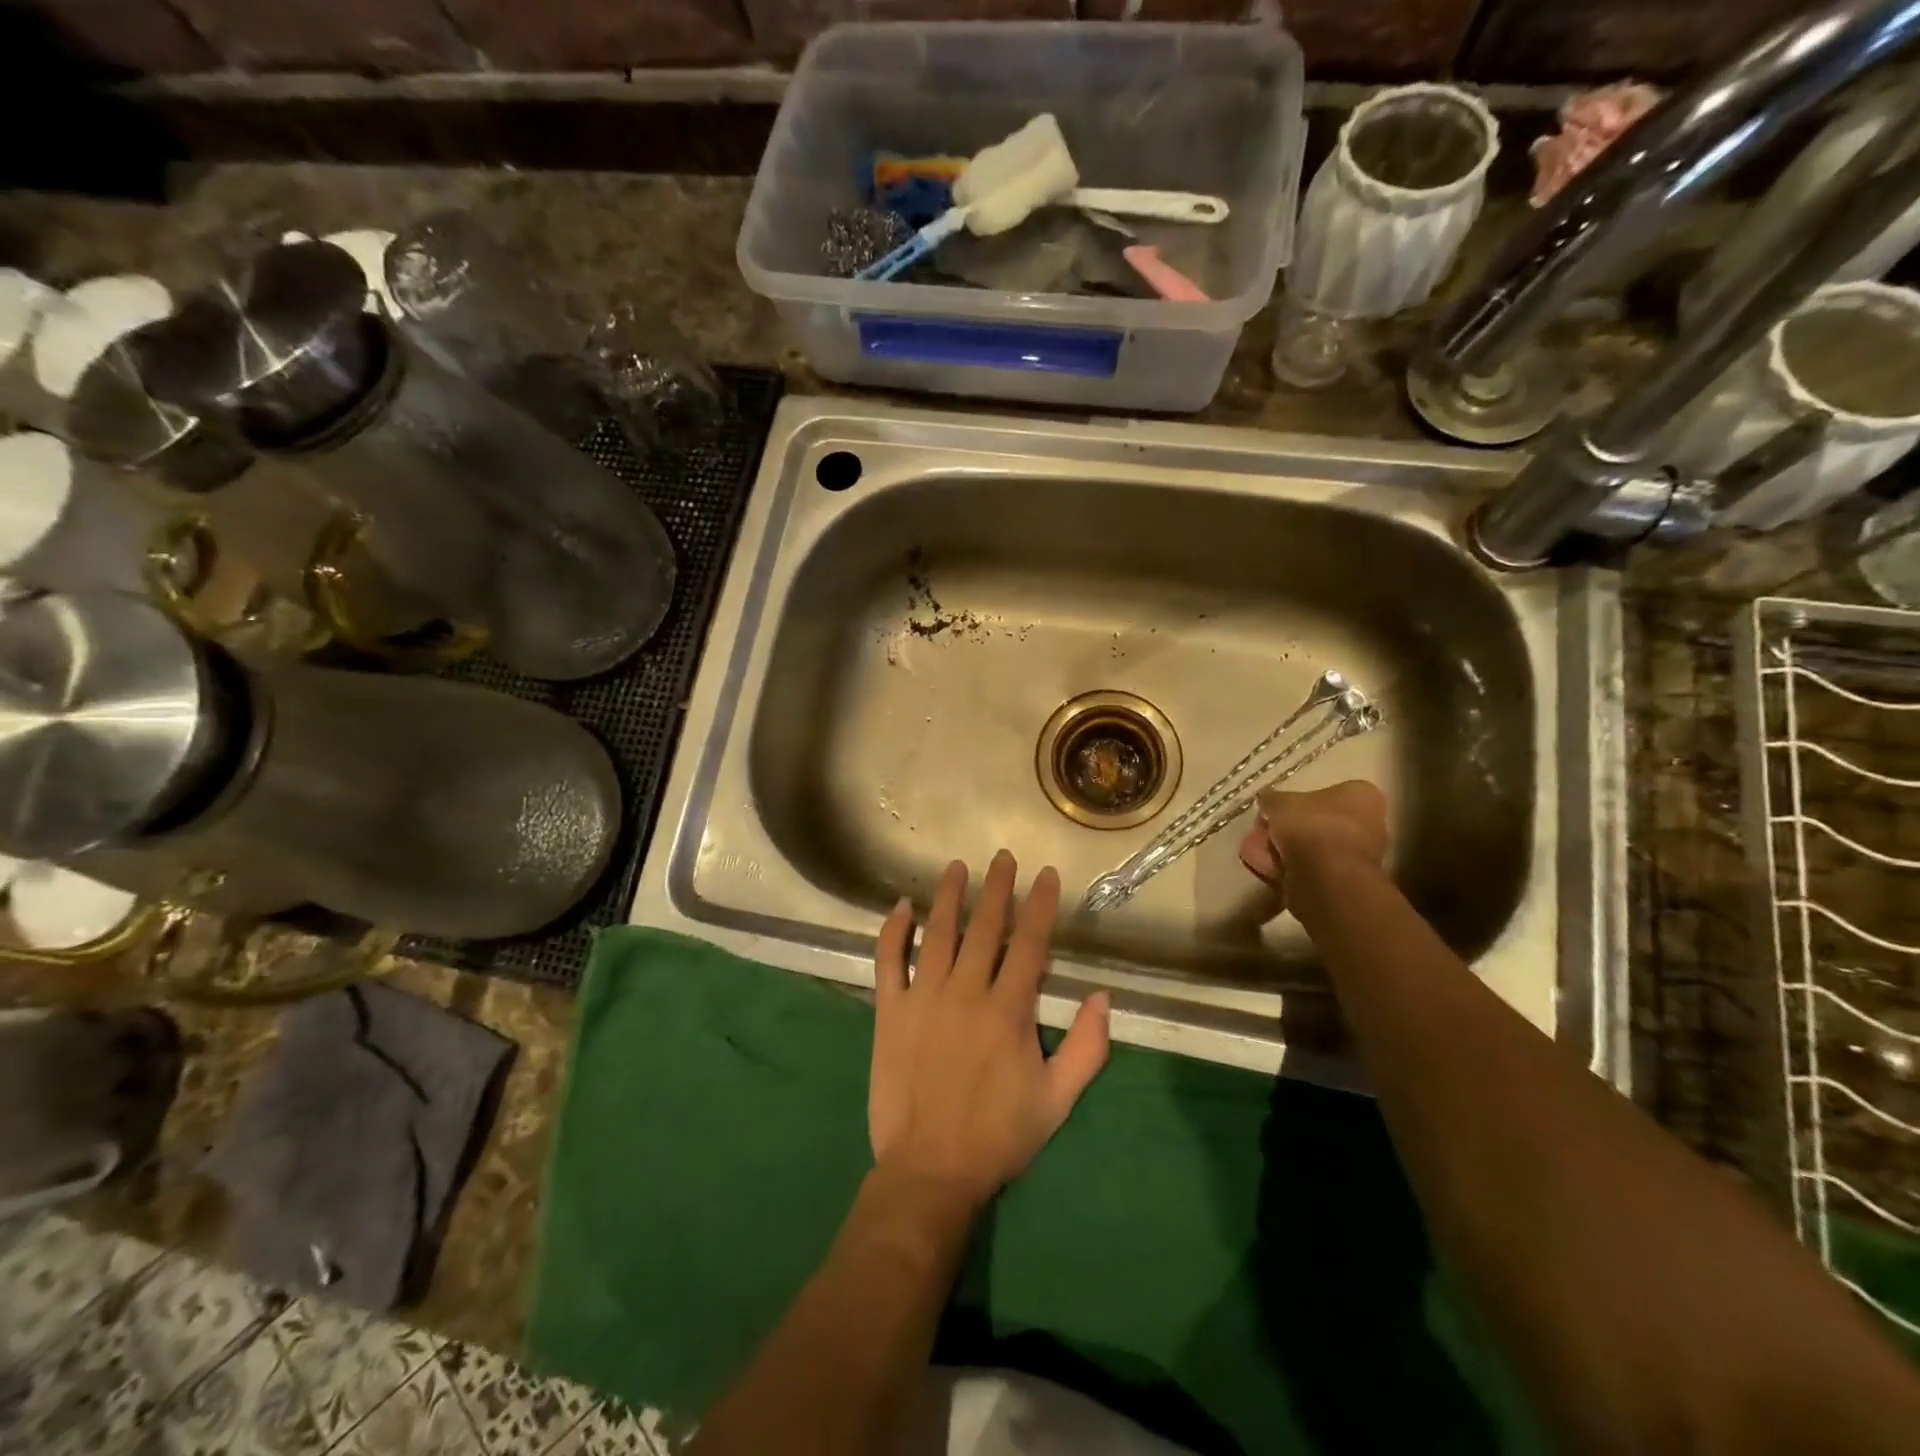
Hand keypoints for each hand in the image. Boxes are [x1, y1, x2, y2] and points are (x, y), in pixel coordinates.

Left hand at [870, 851, 1110, 1209]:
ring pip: (937, 934)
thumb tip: (1102, 996)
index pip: (1030, 944)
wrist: (930, 1169)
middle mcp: (966, 992)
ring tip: (956, 867)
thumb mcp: (1058, 1099)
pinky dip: (893, 931)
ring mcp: (923, 998)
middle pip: (985, 927)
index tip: (1047, 875)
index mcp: (1008, 1011)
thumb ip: (1088, 1047)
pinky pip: (888, 961)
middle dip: (997, 888)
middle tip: (1003, 857)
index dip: (1041, 905)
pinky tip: (901, 906)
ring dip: (948, 896)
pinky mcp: (889, 1012)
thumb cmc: (999, 1135)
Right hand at [1238, 780, 1389, 903]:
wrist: (1326, 876)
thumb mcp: (1280, 801)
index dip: (1296, 801)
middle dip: (1287, 828)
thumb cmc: (1311, 825)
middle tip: (1261, 831)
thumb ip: (1272, 799)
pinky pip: (1309, 868)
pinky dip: (1287, 867)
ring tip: (1255, 852)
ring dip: (1283, 849)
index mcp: (1361, 796)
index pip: (1327, 793)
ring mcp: (1356, 855)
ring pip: (1311, 848)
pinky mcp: (1343, 881)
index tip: (1274, 810)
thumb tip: (1267, 801)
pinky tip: (1265, 867)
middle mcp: (1367, 823)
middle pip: (1317, 822)